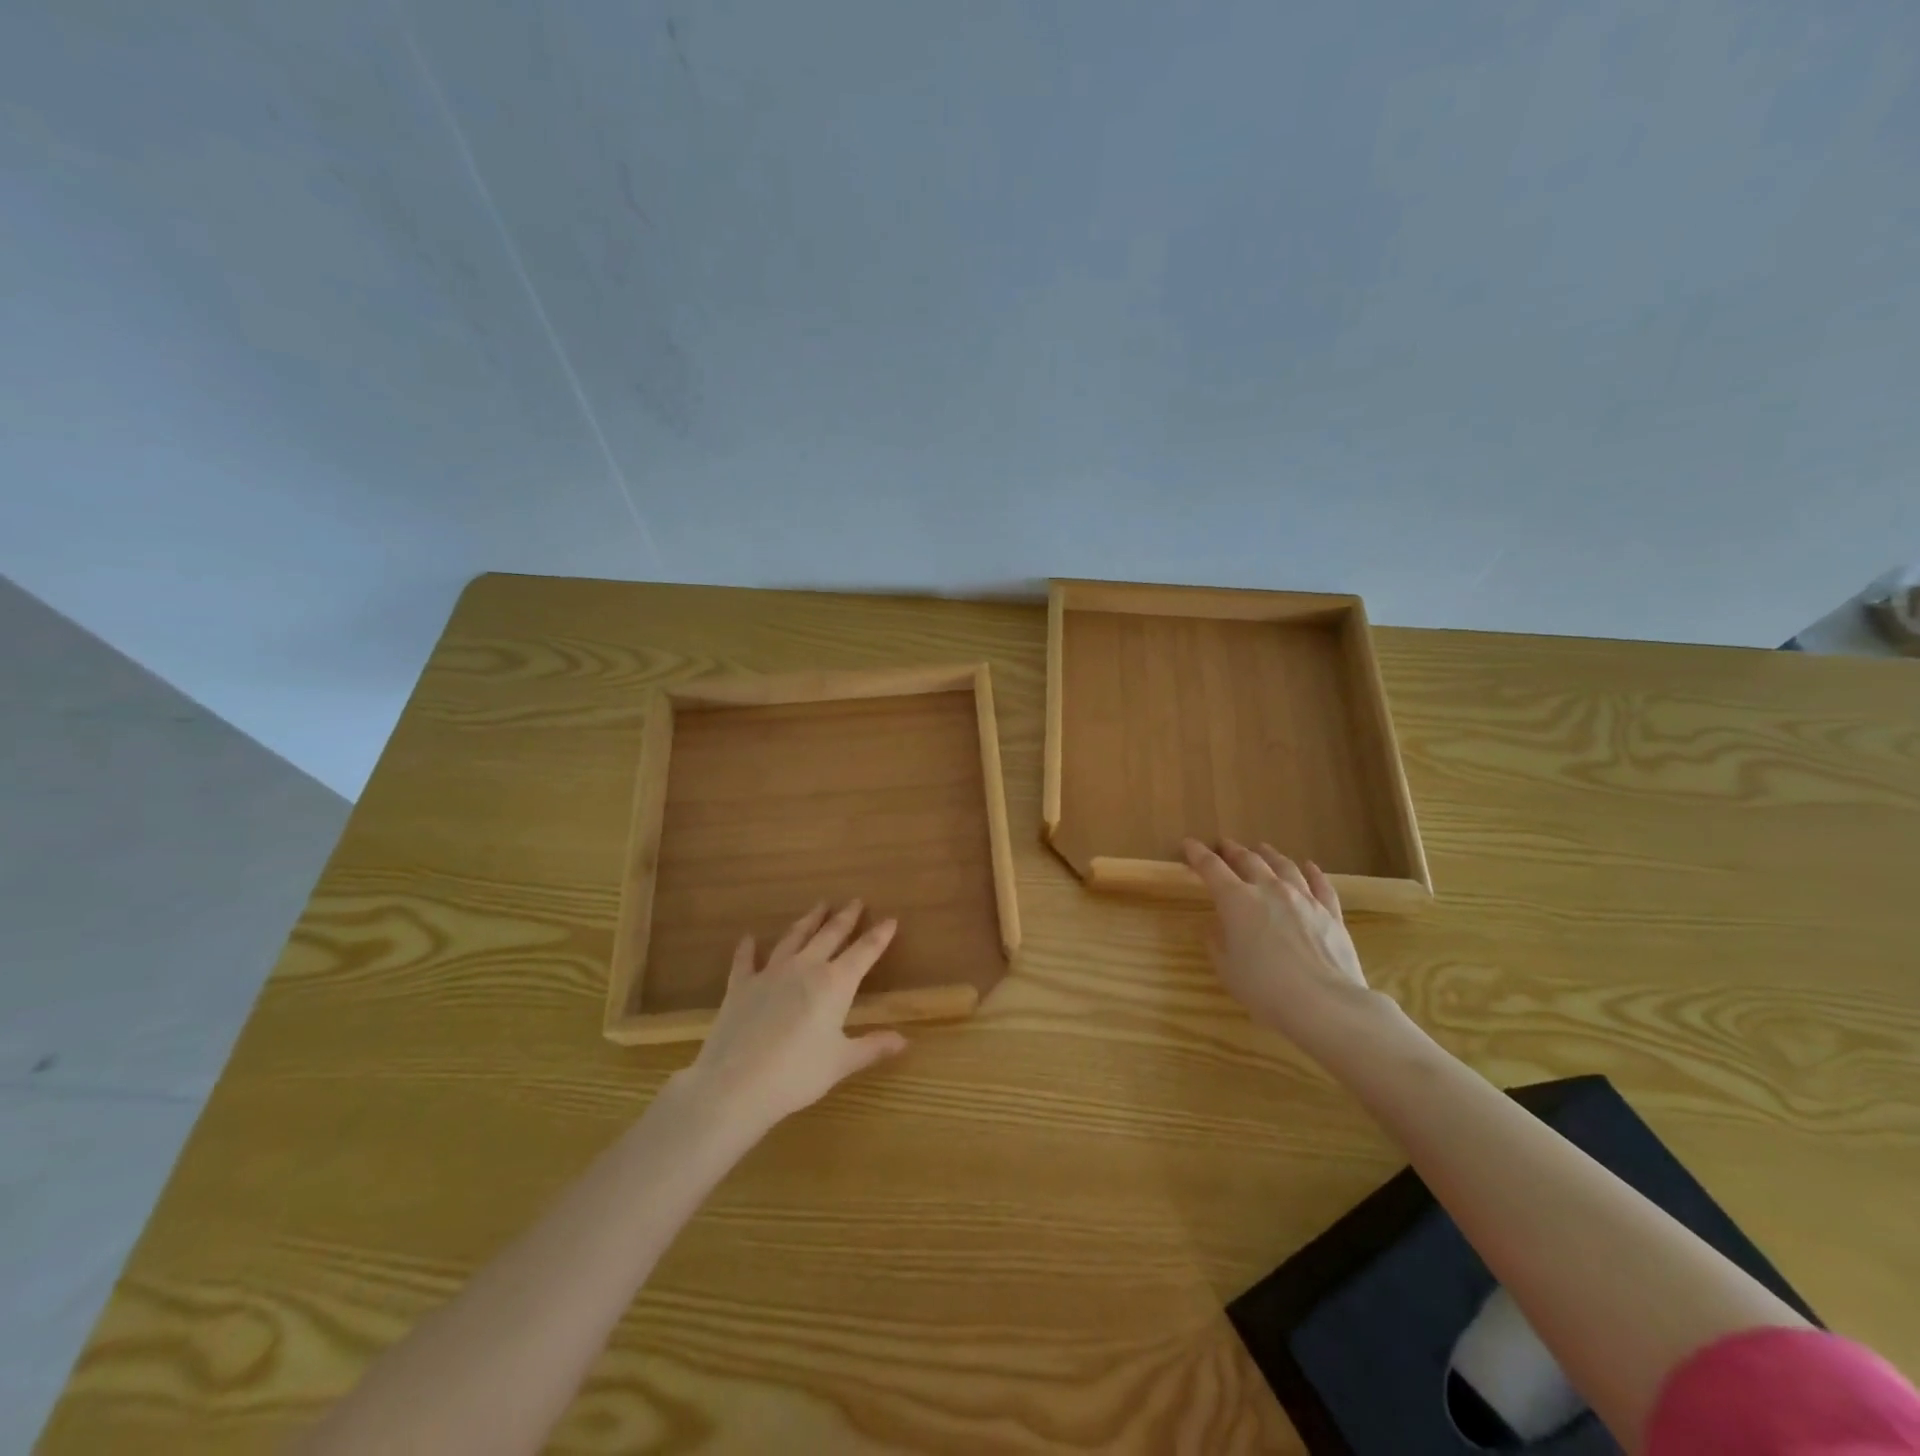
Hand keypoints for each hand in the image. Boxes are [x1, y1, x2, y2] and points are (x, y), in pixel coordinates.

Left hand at [677, 901, 906, 1134]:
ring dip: (808, 921)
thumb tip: (904, 1040)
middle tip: (855, 901)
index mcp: (834, 983)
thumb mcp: (841, 1063)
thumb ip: (872, 1047)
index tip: (890, 919)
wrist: (734, 1085)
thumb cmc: (796, 1075)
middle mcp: (804, 967)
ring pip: (793, 937)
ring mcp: (770, 973)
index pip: (864, 952)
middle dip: (845, 917)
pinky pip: (745, 960)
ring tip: (818, 906)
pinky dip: (748, 948)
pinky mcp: (740, 985)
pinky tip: (749, 938)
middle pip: (830, 935)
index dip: (879, 935)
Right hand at [1183, 839, 1382, 1055]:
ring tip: (1262, 849)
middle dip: (1233, 850)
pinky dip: (1313, 872)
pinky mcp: (1330, 913)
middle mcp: (1269, 890)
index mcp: (1237, 900)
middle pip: (1249, 860)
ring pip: (1284, 866)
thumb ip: (1217, 943)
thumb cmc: (1264, 988)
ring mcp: (1303, 899)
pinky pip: (1321, 885)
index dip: (1198, 854)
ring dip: (1269, 855)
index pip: (1212, 868)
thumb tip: (1215, 928)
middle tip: (1225, 845)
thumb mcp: (1227, 969)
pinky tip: (1309, 866)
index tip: (1189, 844)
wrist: (1323, 1004)